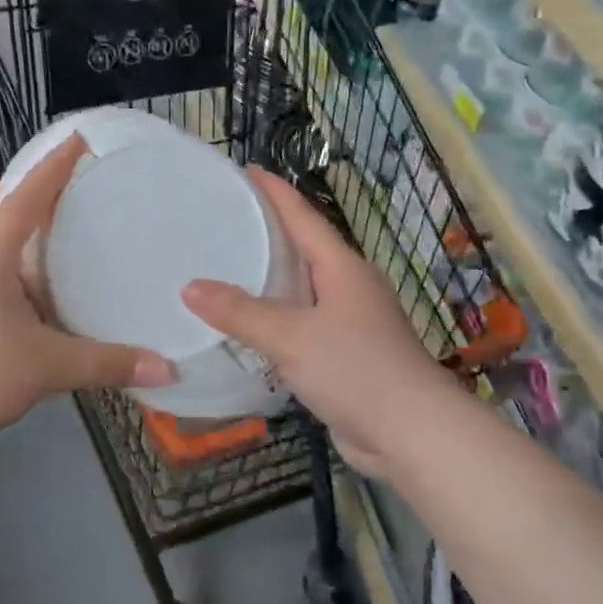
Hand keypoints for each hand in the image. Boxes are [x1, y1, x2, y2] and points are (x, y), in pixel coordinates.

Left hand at [0, 136, 172, 456]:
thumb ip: (107, 364)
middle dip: (13, 185)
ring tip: (43, 226)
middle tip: (51, 181)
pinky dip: (3, 260)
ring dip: (4, 222)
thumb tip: (167, 368)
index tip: (78, 139)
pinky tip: (27, 286)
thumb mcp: (47, 367)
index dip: (54, 167)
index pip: (26, 197)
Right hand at [182, 168, 451, 479]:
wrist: (412, 434)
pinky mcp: (346, 354)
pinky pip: (304, 323)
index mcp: (342, 268)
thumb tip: (190, 288)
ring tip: (228, 266)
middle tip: (226, 218)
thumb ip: (240, 312)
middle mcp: (348, 287)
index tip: (247, 169)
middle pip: (304, 247)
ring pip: (303, 288)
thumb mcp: (292, 337)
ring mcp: (351, 321)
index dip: (275, 192)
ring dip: (271, 276)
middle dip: (269, 230)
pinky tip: (250, 326)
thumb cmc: (356, 370)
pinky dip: (277, 318)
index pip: (303, 217)